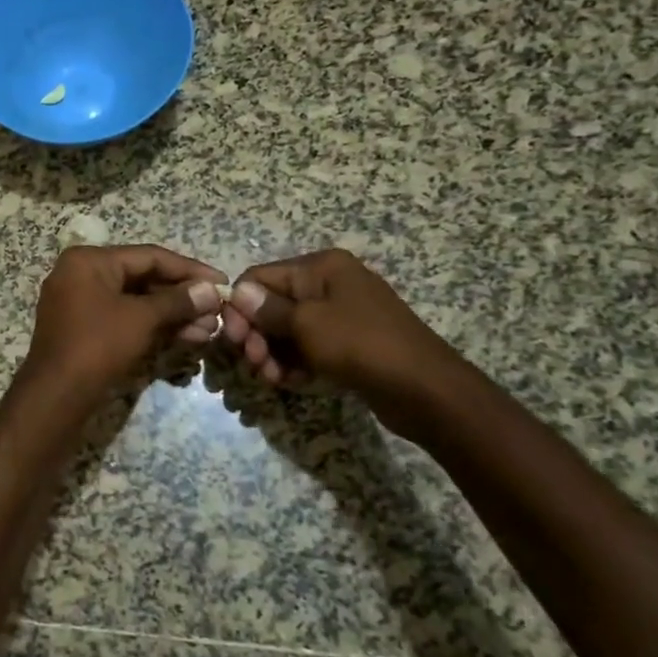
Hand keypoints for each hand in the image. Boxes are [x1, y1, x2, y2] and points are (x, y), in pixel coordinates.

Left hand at [26, 246, 225, 389]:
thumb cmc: (97, 346)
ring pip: (135, 302)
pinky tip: (187, 338)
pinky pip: (124, 318)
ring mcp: (80, 302)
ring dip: (172, 315)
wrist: (56, 396)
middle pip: (143, 278)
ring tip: (209, 331)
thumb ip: (178, 301)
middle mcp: (81, 274)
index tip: (223, 283)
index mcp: (89, 260)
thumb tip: (211, 291)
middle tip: (218, 312)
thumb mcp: (141, 319)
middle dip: (183, 297)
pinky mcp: (84, 329)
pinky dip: (152, 326)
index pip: (149, 256)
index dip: (190, 270)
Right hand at [219, 249, 463, 434]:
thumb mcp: (307, 324)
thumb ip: (267, 309)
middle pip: (271, 305)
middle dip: (257, 335)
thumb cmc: (361, 345)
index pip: (260, 277)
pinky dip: (294, 363)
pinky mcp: (347, 343)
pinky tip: (292, 383)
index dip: (240, 307)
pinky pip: (307, 347)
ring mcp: (340, 314)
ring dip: (273, 354)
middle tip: (254, 364)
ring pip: (287, 330)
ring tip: (273, 379)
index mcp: (320, 267)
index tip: (232, 340)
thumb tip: (237, 291)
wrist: (425, 389)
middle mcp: (329, 284)